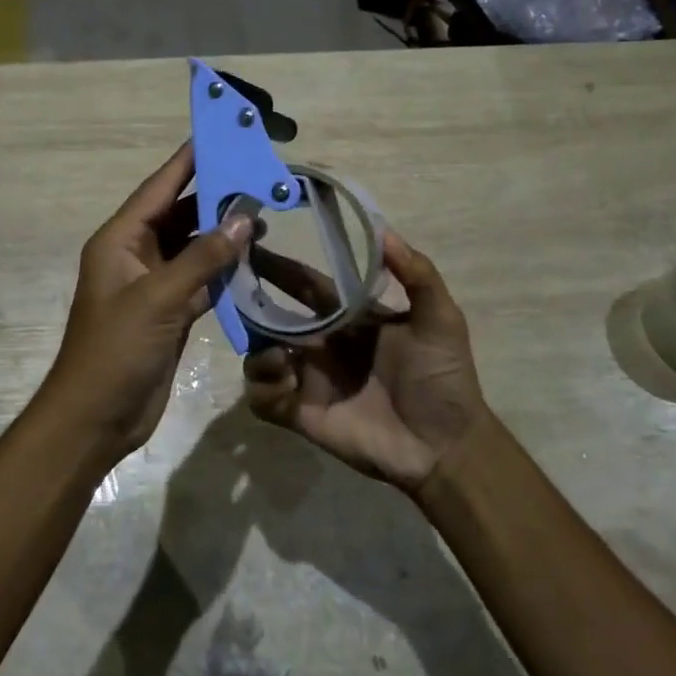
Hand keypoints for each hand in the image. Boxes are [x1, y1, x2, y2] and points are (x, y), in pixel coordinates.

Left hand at [39, 143, 253, 457]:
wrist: (96, 418)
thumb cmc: (116, 350)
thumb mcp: (159, 299)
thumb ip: (202, 258)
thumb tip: (243, 219)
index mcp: (120, 240)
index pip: (159, 188)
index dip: (188, 160)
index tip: (220, 134)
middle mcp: (136, 255)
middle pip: (180, 214)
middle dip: (216, 197)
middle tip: (258, 177)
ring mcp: (154, 285)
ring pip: (194, 247)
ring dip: (223, 235)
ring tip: (264, 218)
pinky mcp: (170, 312)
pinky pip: (201, 280)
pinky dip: (224, 271)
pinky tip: (253, 260)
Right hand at [243, 231, 491, 492]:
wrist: (444, 446)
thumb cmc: (443, 378)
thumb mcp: (440, 319)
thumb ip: (417, 273)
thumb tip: (382, 229)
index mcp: (348, 318)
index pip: (304, 283)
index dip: (279, 265)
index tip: (251, 244)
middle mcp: (321, 343)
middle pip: (271, 315)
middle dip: (250, 299)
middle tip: (231, 286)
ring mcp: (308, 379)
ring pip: (259, 355)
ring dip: (258, 349)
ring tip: (281, 355)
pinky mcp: (300, 413)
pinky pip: (262, 396)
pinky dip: (263, 385)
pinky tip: (286, 382)